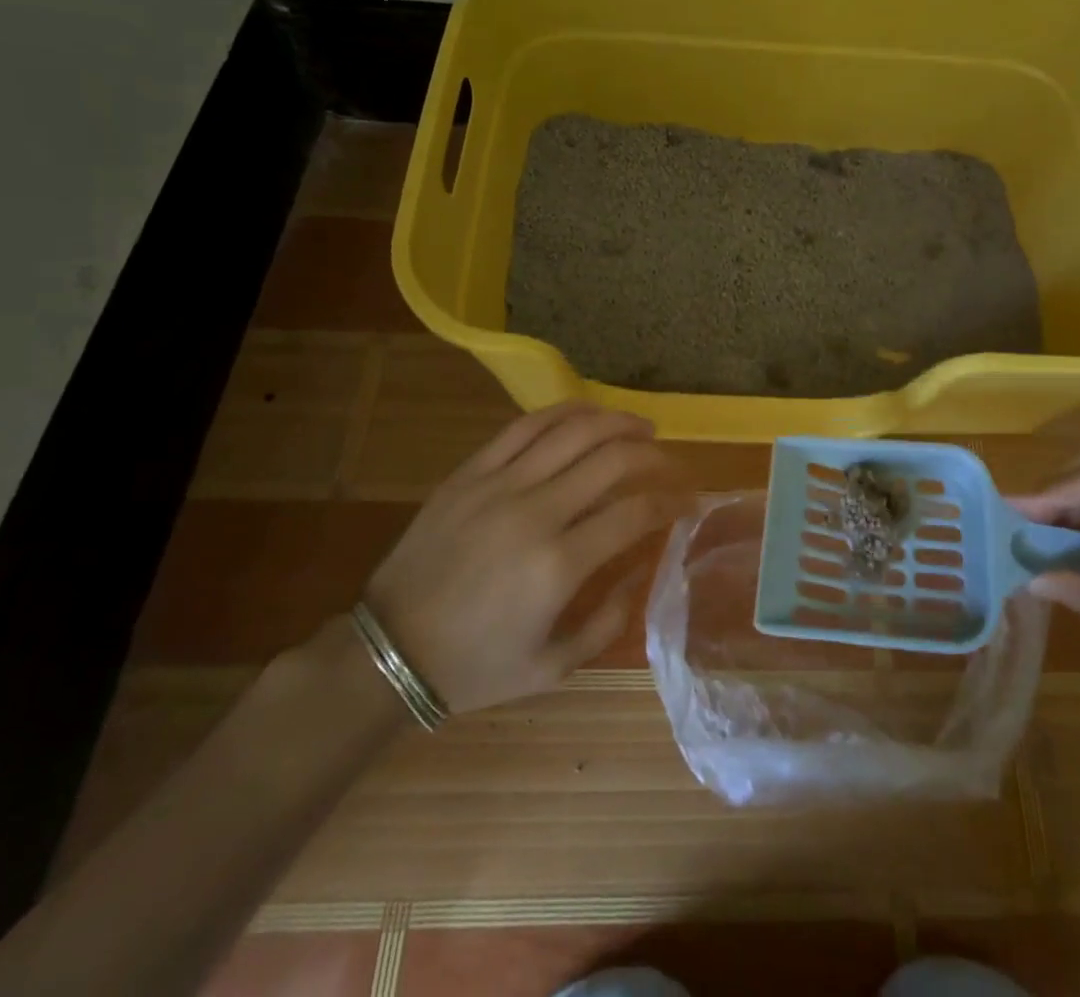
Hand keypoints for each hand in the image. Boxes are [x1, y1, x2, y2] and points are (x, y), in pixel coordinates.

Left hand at [361, 403, 689, 714]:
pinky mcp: (470, 472)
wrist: (389, 651)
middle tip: (670, 462)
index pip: (635, 512)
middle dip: (653, 455)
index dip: (672, 500)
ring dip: (617, 422)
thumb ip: (609, 620)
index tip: (690, 500)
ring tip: (641, 427)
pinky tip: (588, 413)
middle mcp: (536, 512)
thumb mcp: (553, 666)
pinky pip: (524, 426)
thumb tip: (644, 568)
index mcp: (560, 565)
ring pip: (573, 431)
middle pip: (613, 459)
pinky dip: (564, 412)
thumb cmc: (475, 666)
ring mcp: (500, 485)